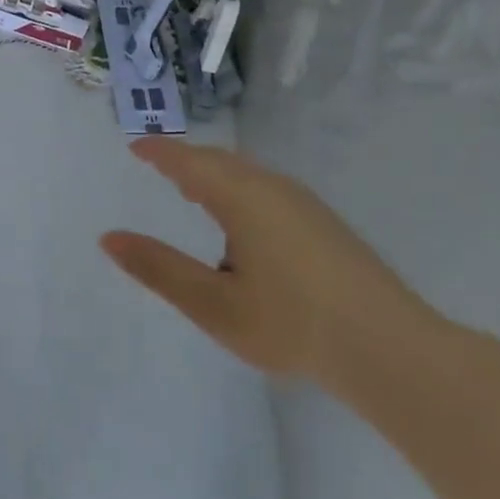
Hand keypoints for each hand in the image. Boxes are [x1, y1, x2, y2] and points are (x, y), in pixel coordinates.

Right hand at [100, 140, 439, 380]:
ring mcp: (306, 206)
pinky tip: (241, 224)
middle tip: (158, 167)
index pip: (191, 162)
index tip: (136, 148)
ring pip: (249, 176)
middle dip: (187, 161)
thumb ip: (159, 269)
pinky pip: (267, 191)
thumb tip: (108, 238)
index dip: (161, 153)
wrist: (391, 350)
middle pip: (222, 162)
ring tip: (192, 191)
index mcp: (244, 199)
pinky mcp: (325, 226)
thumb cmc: (292, 324)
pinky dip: (239, 191)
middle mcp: (275, 190)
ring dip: (215, 177)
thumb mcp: (213, 303)